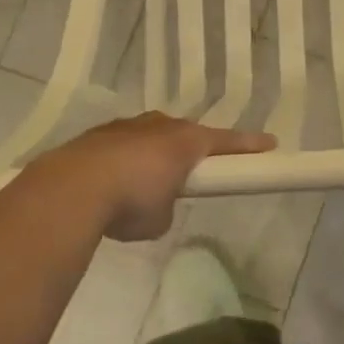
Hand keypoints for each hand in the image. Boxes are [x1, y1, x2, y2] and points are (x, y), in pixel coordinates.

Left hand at [33, 113, 275, 241]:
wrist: (73, 188)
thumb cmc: (131, 201)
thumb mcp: (160, 217)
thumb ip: (167, 205)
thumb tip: (155, 203)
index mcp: (185, 141)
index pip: (226, 141)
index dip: (249, 145)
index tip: (270, 144)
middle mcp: (159, 125)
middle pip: (185, 133)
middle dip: (192, 149)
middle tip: (194, 170)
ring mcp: (126, 126)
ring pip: (150, 135)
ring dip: (154, 153)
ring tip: (145, 181)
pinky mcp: (97, 135)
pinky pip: (122, 145)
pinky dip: (124, 160)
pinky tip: (112, 182)